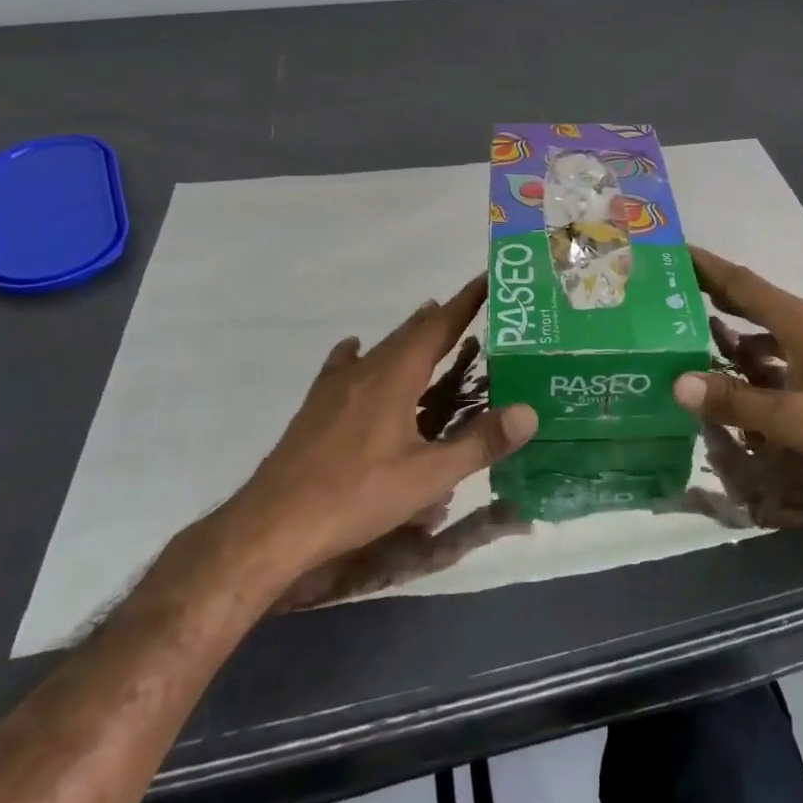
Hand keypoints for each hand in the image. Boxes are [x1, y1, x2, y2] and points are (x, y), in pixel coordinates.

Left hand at [224, 277, 536, 577]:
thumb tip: (530, 412)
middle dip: (443, 318)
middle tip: (473, 310)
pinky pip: (346, 365)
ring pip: (382, 348)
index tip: (489, 278)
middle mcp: (367, 369)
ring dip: (410, 336)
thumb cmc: (356, 496)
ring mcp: (336, 385)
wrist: (272, 524)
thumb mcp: (428, 477)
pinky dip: (363, 354)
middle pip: (412, 332)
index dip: (467, 301)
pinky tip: (357, 353)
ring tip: (431, 327)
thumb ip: (480, 442)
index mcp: (396, 375)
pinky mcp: (316, 405)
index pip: (440, 325)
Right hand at [675, 247, 802, 520]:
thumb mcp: (790, 420)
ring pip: (775, 322)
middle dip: (717, 292)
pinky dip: (765, 348)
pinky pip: (792, 340)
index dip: (707, 266)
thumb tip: (678, 384)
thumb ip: (734, 401)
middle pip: (757, 297)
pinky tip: (753, 372)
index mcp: (800, 321)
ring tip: (705, 333)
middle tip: (676, 289)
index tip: (676, 251)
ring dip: (741, 326)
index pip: (742, 282)